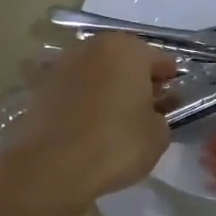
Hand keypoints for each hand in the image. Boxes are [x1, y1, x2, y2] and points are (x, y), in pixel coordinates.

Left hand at [0, 34, 178, 205]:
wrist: (53, 167)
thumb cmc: (116, 144)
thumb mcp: (158, 135)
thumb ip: (162, 115)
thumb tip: (152, 111)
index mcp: (127, 49)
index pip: (160, 61)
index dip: (170, 82)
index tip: (174, 101)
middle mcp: (93, 47)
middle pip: (125, 61)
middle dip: (137, 81)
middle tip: (147, 108)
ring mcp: (63, 65)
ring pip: (98, 74)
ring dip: (109, 89)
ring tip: (117, 119)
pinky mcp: (41, 88)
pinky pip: (76, 91)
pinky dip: (86, 102)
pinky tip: (92, 126)